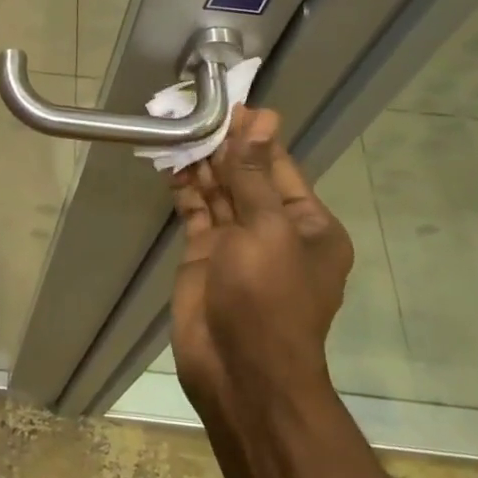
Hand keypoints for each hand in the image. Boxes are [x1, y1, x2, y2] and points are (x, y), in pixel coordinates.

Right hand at [169, 106, 354, 420]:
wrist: (240, 372)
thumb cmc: (268, 298)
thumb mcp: (268, 230)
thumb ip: (255, 175)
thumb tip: (263, 121)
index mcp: (307, 225)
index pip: (279, 167)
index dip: (256, 137)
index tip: (231, 105)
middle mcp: (275, 230)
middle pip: (247, 177)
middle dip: (224, 147)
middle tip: (195, 110)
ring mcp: (238, 243)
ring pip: (219, 192)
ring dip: (201, 164)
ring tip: (178, 128)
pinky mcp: (205, 256)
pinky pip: (196, 212)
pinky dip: (184, 189)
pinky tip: (170, 163)